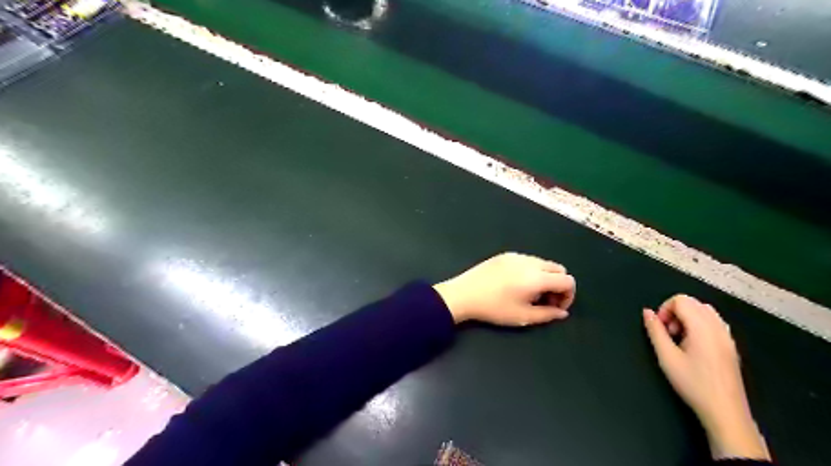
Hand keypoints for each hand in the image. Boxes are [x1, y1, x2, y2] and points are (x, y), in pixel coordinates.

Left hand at [431, 252, 574, 325]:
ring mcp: (517, 255)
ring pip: (543, 263)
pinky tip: (516, 284)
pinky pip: (528, 260)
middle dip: (558, 285)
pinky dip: (531, 270)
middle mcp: (530, 262)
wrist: (463, 294)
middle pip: (558, 269)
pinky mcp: (505, 254)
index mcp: (537, 277)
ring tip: (530, 293)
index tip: (555, 307)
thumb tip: (562, 312)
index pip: (567, 280)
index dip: (568, 295)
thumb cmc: (494, 308)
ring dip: (545, 277)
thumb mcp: (523, 317)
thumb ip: (547, 314)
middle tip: (545, 301)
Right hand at [641, 294, 772, 458]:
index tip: (660, 328)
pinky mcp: (731, 346)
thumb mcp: (666, 357)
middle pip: (693, 302)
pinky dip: (699, 325)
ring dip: (687, 317)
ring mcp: (728, 337)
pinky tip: (693, 345)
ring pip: (705, 311)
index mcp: (702, 327)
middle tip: (668, 334)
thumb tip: (647, 312)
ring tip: (679, 339)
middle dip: (675, 312)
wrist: (725, 412)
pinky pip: (714, 322)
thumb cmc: (693, 384)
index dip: (665, 309)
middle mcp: (718, 327)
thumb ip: (655, 331)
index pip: (681, 300)